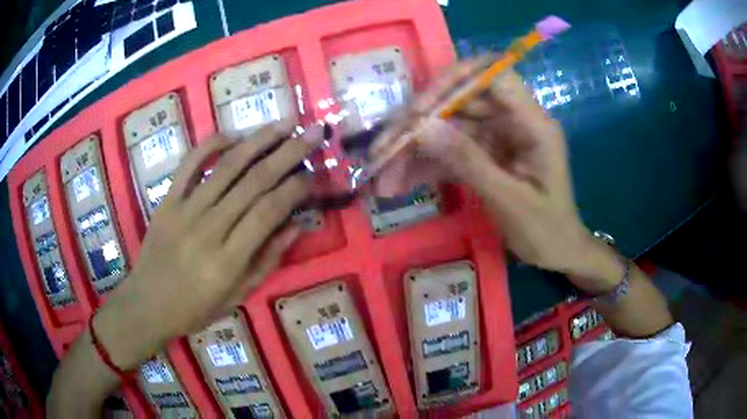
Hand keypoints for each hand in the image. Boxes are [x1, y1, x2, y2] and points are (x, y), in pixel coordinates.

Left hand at [96, 122, 322, 368]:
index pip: (268, 212)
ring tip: (285, 123)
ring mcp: (184, 211)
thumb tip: (297, 224)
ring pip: (227, 167)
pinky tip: (234, 135)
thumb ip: (267, 260)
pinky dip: (211, 145)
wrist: (148, 303)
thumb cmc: (195, 308)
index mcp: (228, 261)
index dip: (296, 188)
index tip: (316, 173)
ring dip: (259, 140)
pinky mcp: (167, 201)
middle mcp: (208, 229)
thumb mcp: (238, 296)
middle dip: (289, 153)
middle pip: (254, 182)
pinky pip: (189, 165)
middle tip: (313, 132)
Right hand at [374, 65, 622, 292]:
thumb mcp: (509, 200)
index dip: (454, 80)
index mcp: (533, 123)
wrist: (559, 252)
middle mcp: (514, 121)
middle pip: (460, 103)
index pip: (493, 75)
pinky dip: (427, 166)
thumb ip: (468, 161)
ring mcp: (498, 137)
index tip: (419, 108)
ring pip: (449, 129)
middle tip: (383, 152)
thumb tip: (422, 126)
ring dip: (415, 151)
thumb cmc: (546, 230)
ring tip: (385, 179)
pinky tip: (402, 183)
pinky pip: (452, 151)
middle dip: (419, 125)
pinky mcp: (486, 154)